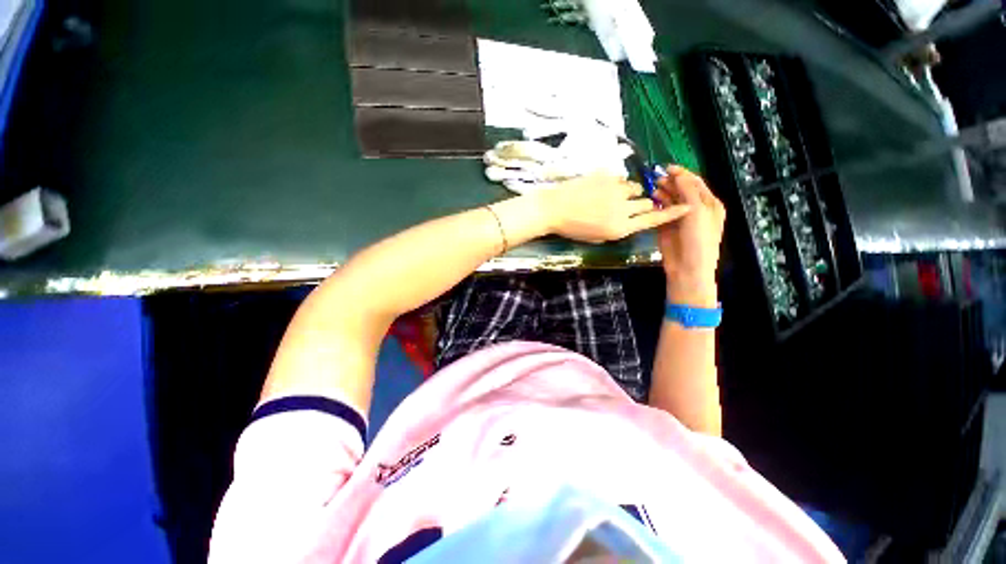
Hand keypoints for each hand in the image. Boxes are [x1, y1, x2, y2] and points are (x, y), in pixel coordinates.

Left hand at [536, 173, 689, 243]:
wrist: (552, 209)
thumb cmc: (573, 228)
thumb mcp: (597, 237)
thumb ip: (618, 228)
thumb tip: (632, 219)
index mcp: (619, 229)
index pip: (653, 220)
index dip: (672, 214)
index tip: (687, 207)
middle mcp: (622, 209)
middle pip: (648, 203)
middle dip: (644, 205)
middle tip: (631, 206)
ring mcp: (615, 190)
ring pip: (636, 188)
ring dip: (631, 193)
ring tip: (613, 197)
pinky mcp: (607, 176)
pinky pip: (621, 179)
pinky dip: (617, 185)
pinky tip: (603, 189)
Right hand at [653, 167, 724, 306]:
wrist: (687, 267)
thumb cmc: (698, 238)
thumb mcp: (696, 211)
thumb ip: (687, 191)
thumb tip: (677, 174)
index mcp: (709, 203)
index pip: (695, 182)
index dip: (681, 174)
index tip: (666, 168)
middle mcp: (694, 208)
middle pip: (681, 190)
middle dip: (670, 182)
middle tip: (655, 178)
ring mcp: (679, 218)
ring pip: (670, 200)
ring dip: (661, 193)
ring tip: (651, 189)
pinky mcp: (666, 227)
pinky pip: (660, 212)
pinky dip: (656, 205)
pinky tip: (650, 201)